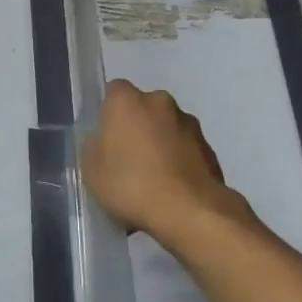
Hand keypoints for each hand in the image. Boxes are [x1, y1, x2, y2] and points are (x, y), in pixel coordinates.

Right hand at [83, 80, 244, 240]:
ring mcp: (190, 124)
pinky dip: (178, 162)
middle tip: (127, 159)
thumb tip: (104, 141)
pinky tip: (172, 190)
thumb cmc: (130, 184)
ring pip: (167, 128)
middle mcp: (161, 102)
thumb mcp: (91, 170)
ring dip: (160, 144)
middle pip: (144, 108)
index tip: (105, 136)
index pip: (114, 91)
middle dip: (137, 127)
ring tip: (152, 180)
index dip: (109, 112)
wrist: (188, 211)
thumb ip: (95, 147)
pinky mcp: (209, 148)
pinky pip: (186, 150)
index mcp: (128, 101)